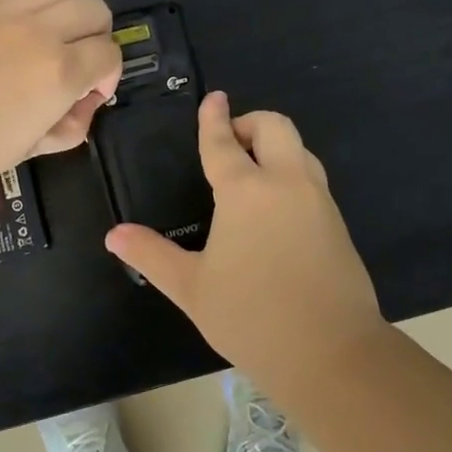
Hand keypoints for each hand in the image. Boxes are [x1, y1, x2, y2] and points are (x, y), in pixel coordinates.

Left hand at [0, 0, 122, 199]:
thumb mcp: (29, 150)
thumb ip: (69, 127)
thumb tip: (82, 106)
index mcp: (60, 72)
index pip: (110, 53)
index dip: (109, 75)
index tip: (89, 95)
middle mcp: (41, 32)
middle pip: (95, 8)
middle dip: (98, 36)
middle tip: (78, 62)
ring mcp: (6, 13)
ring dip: (70, 8)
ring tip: (53, 35)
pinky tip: (19, 24)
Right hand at [105, 92, 384, 372]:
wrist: (332, 353)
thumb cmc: (251, 316)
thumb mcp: (191, 287)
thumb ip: (151, 255)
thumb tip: (114, 235)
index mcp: (246, 191)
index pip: (224, 142)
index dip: (214, 118)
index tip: (213, 99)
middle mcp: (286, 183)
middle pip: (275, 127)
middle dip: (251, 123)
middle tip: (231, 144)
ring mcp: (318, 201)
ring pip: (300, 150)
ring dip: (275, 147)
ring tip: (252, 173)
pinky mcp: (338, 224)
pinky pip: (312, 179)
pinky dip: (291, 174)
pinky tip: (275, 210)